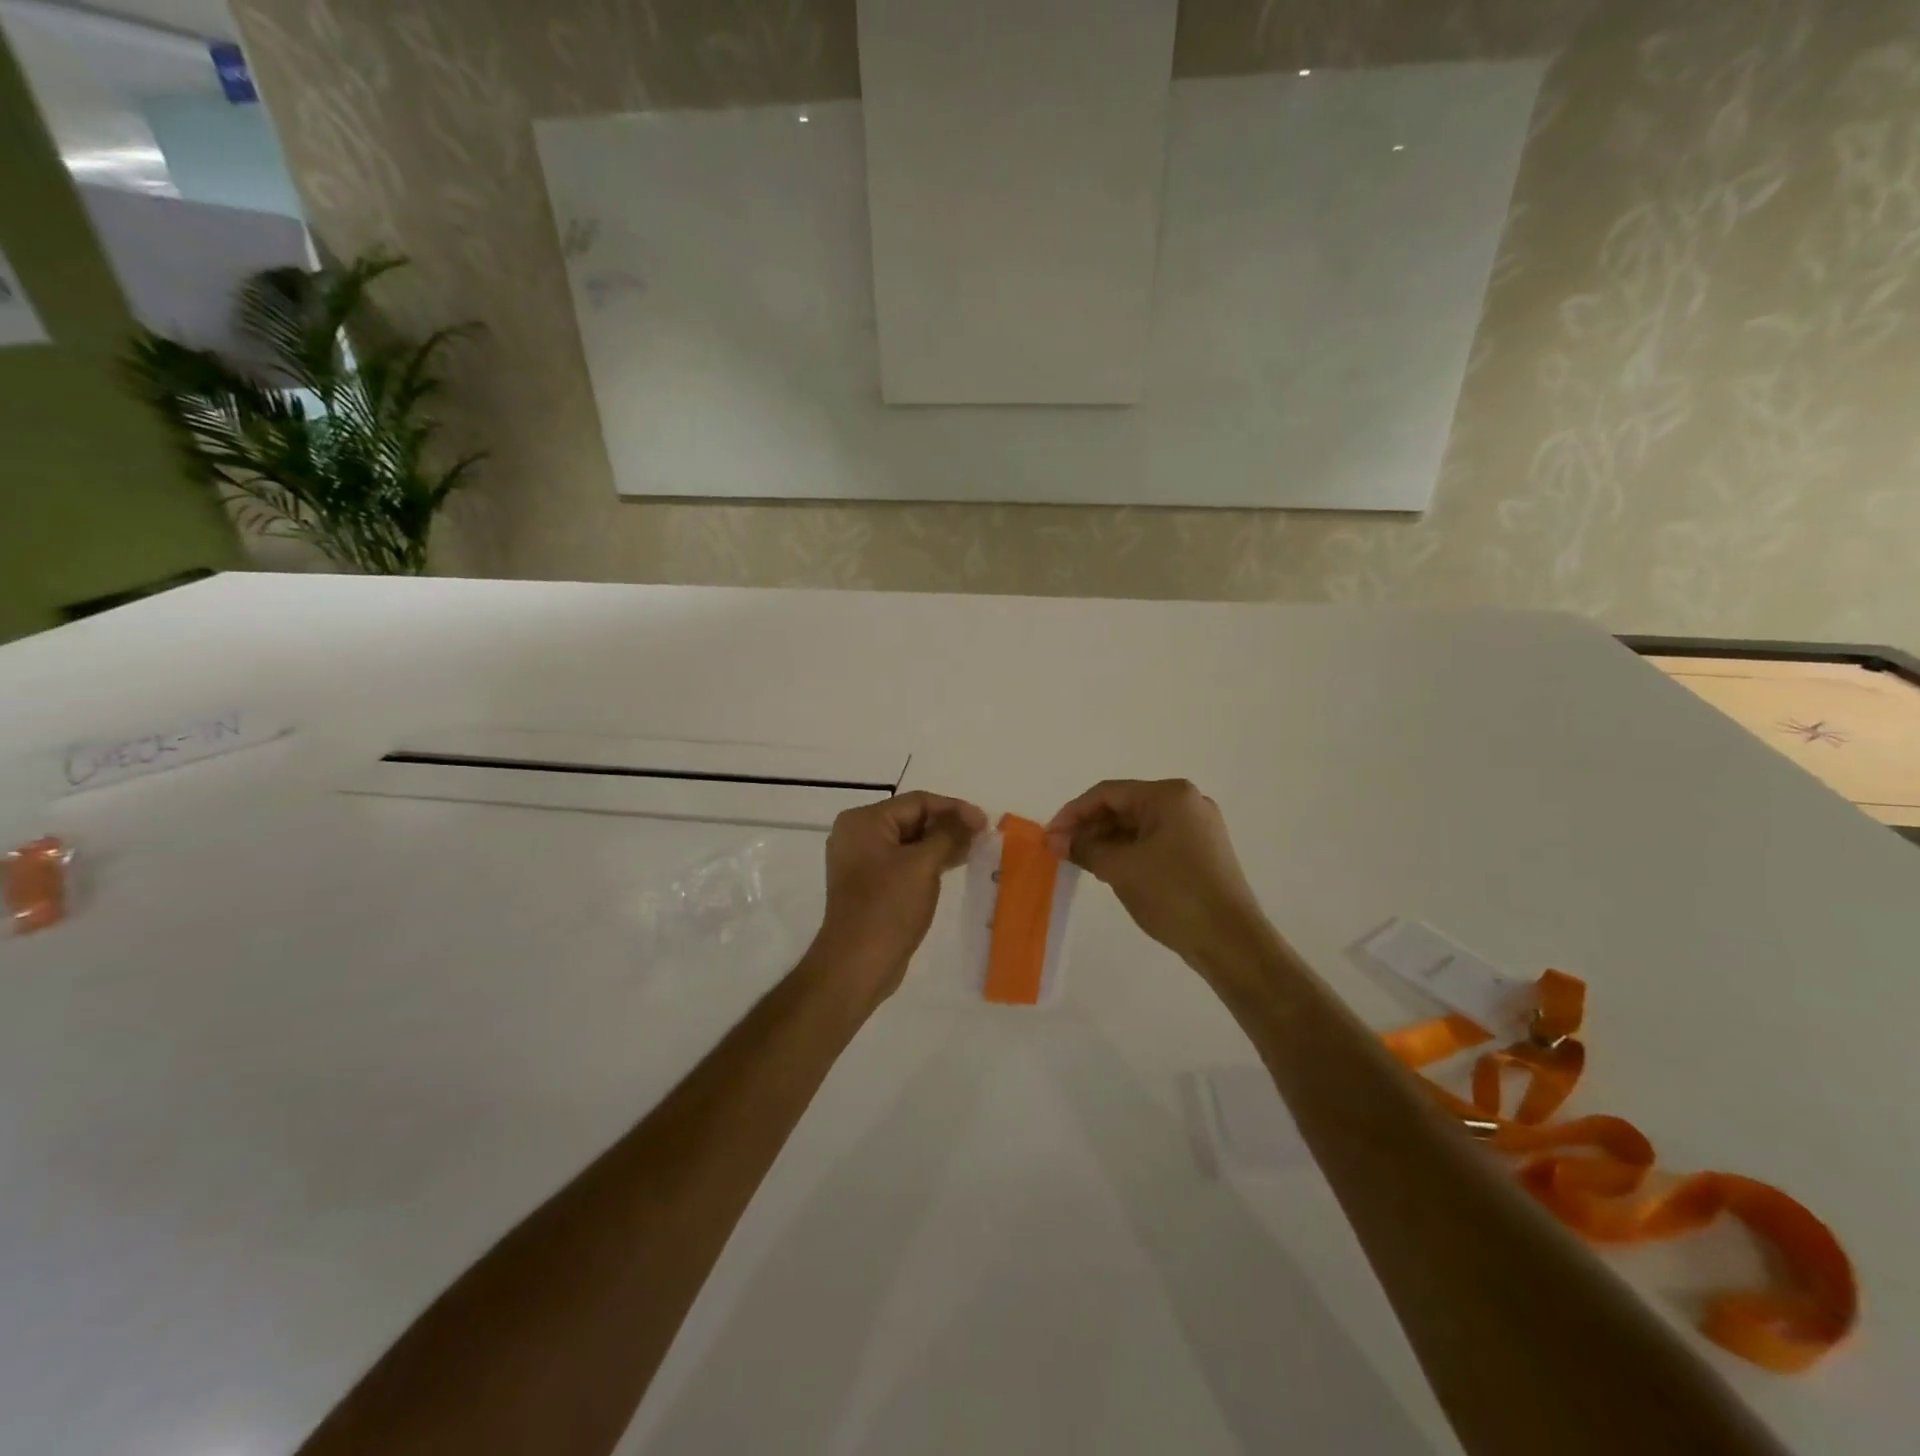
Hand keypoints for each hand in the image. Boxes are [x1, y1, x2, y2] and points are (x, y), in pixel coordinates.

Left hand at [812, 792, 986, 1002]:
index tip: (985, 822)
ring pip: (909, 842)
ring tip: (973, 851)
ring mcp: (860, 861)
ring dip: (940, 844)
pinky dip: (927, 862)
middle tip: (982, 837)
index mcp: (863, 821)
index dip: (954, 808)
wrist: (857, 964)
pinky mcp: (869, 885)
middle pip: (912, 819)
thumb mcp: (923, 865)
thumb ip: (949, 835)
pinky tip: (951, 868)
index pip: (917, 802)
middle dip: (948, 826)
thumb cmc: (888, 907)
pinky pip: (903, 862)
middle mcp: (857, 835)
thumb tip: (971, 818)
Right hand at [1045, 779, 1267, 970]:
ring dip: (1107, 841)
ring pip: (1138, 826)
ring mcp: (1197, 827)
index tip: (1049, 837)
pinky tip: (1108, 868)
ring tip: (1079, 862)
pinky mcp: (1200, 851)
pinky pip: (1154, 841)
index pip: (1108, 793)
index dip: (1073, 813)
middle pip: (1124, 806)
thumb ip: (1084, 848)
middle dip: (1089, 827)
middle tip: (1060, 851)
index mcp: (1169, 795)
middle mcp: (1186, 802)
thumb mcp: (1120, 868)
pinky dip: (1128, 851)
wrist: (1231, 941)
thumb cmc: (1173, 894)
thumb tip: (1055, 841)